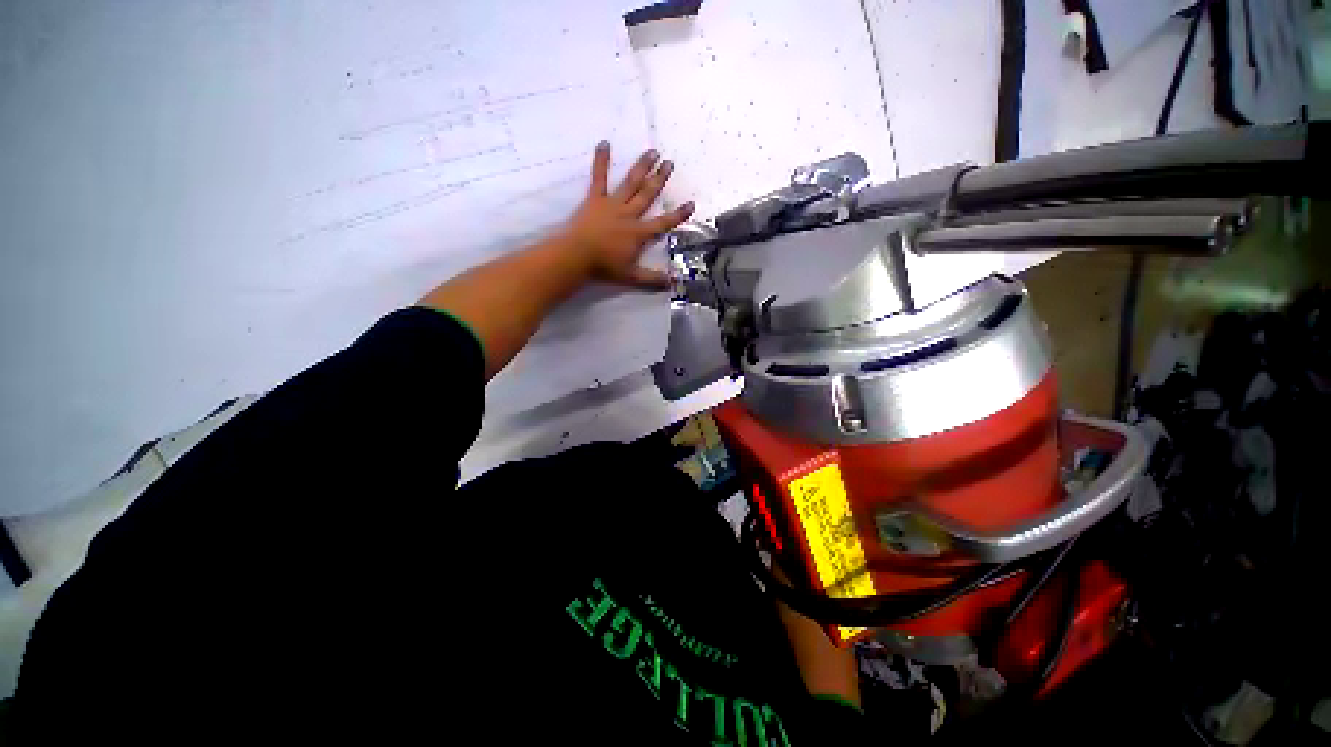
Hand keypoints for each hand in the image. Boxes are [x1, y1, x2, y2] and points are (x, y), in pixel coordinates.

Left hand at [559, 142, 694, 288]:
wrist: (577, 256)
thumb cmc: (605, 267)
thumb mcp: (632, 277)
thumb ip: (653, 279)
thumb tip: (674, 283)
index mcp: (639, 233)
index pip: (663, 222)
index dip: (678, 214)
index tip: (690, 204)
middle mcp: (629, 214)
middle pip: (647, 194)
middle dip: (660, 179)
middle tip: (670, 163)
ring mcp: (612, 204)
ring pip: (630, 183)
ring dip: (642, 167)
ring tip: (652, 152)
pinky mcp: (594, 199)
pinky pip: (598, 178)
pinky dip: (601, 161)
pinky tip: (604, 143)